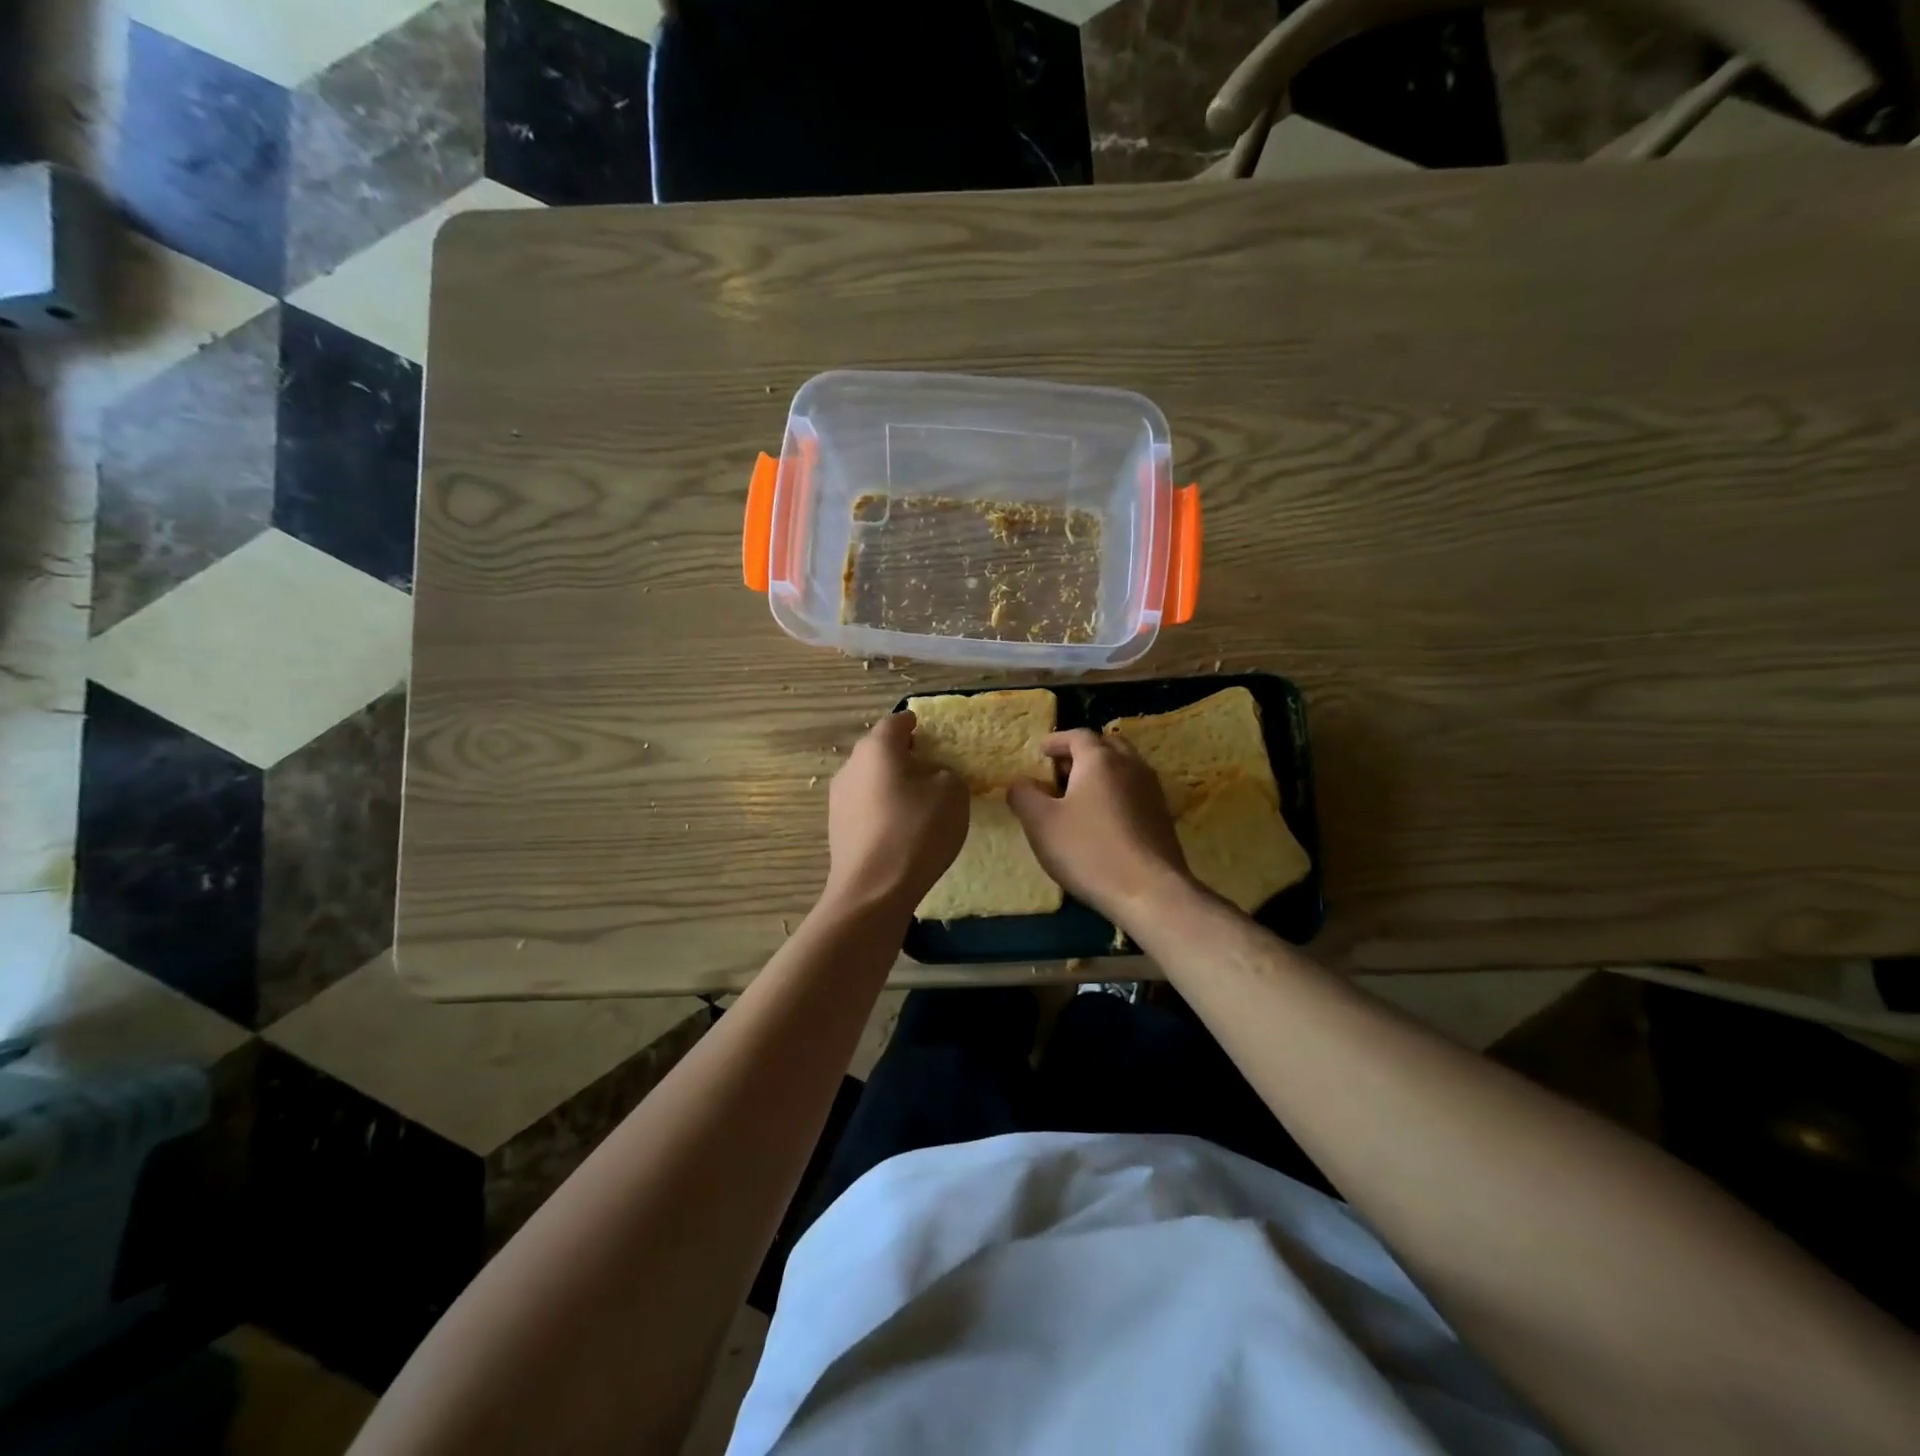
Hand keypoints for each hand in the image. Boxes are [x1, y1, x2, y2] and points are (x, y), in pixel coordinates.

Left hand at [824, 711, 968, 914]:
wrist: (873, 891)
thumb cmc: (917, 830)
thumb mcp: (953, 793)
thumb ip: (947, 773)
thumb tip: (934, 776)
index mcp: (877, 748)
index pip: (897, 722)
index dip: (915, 723)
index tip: (930, 731)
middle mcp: (851, 766)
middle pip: (879, 750)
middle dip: (903, 755)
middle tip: (930, 768)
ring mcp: (838, 799)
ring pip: (870, 779)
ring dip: (891, 783)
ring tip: (918, 801)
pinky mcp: (836, 828)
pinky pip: (865, 806)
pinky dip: (882, 808)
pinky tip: (900, 828)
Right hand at [1007, 729, 1193, 927]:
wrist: (1150, 892)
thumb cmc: (1089, 850)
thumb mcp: (1041, 823)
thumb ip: (1024, 796)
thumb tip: (1019, 783)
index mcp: (1100, 760)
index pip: (1078, 735)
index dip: (1056, 741)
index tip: (1041, 752)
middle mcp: (1131, 766)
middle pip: (1107, 746)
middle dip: (1082, 753)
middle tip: (1061, 770)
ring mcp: (1152, 791)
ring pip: (1124, 768)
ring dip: (1101, 773)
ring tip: (1079, 795)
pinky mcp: (1162, 817)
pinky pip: (1135, 791)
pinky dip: (1116, 793)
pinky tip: (1102, 819)